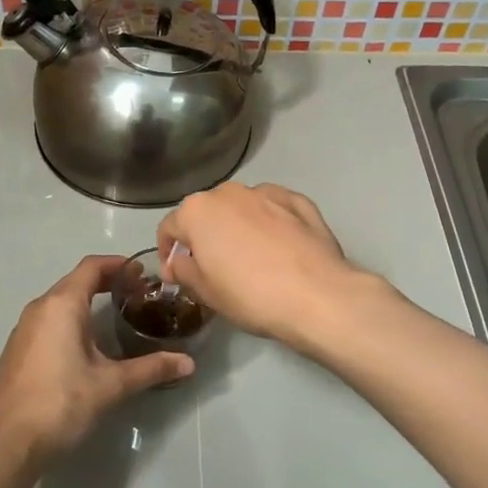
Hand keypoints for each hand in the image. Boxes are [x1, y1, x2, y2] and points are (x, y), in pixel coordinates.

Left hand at [0, 254, 192, 464]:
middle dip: (106, 282)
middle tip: (136, 294)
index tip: (141, 274)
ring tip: (113, 317)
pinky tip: (84, 345)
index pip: (91, 267)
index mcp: (62, 305)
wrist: (11, 443)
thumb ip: (151, 369)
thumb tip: (189, 363)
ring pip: (59, 302)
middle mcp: (39, 308)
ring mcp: (23, 329)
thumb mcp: (112, 384)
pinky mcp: (16, 350)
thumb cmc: (63, 403)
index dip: (118, 264)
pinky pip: (47, 321)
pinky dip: (69, 320)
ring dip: (86, 301)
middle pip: (75, 281)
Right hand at [157, 183, 364, 345]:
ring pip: (241, 208)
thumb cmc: (250, 295)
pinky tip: (280, 248)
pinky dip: (271, 223)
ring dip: (238, 227)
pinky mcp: (299, 201)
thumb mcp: (205, 292)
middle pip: (207, 213)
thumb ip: (184, 270)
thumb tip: (179, 261)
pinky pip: (274, 210)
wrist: (317, 295)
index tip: (177, 276)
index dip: (169, 253)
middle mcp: (229, 192)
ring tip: (251, 259)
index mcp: (198, 210)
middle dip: (205, 236)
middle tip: (214, 269)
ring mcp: (267, 192)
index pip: (170, 227)